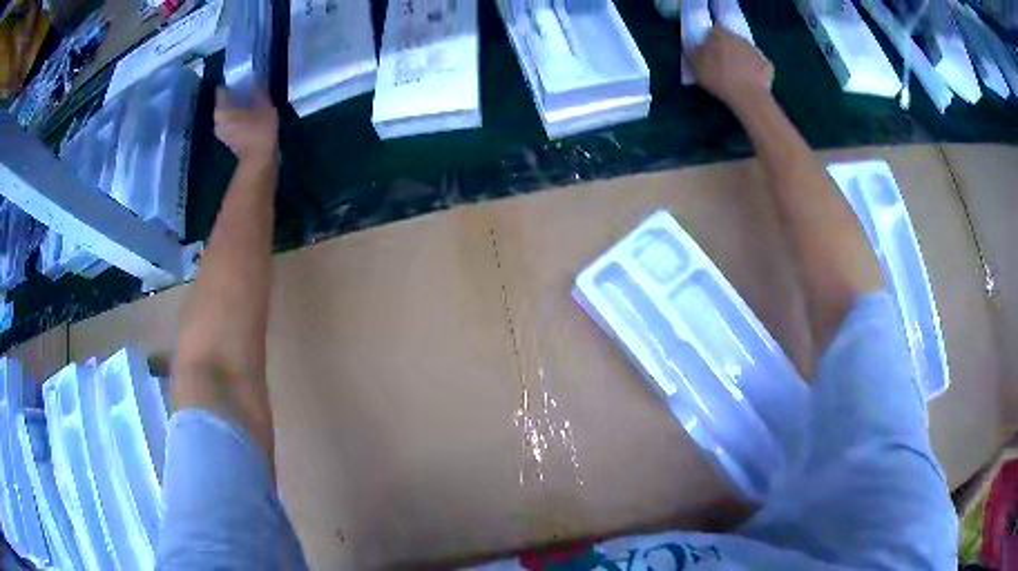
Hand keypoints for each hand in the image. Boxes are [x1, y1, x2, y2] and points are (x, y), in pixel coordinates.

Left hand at [214, 89, 278, 165]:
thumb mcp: (265, 105)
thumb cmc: (260, 130)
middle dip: (233, 97)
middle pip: (224, 102)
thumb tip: (256, 82)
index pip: (221, 91)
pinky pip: (229, 122)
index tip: (242, 82)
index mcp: (222, 110)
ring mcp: (221, 132)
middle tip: (247, 92)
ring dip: (235, 108)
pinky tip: (248, 116)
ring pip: (226, 113)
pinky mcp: (227, 139)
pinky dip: (236, 118)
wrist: (259, 159)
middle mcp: (217, 120)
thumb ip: (258, 91)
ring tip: (249, 104)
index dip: (232, 84)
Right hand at [686, 26, 773, 112]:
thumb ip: (692, 54)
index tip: (709, 49)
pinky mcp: (768, 65)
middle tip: (723, 62)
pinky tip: (752, 80)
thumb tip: (692, 48)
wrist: (749, 96)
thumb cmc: (720, 78)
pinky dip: (755, 70)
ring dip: (742, 58)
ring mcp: (756, 51)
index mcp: (721, 35)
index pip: (715, 29)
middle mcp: (740, 38)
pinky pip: (759, 65)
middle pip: (732, 39)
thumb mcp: (697, 67)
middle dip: (727, 47)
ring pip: (746, 51)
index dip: (711, 38)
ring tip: (737, 73)